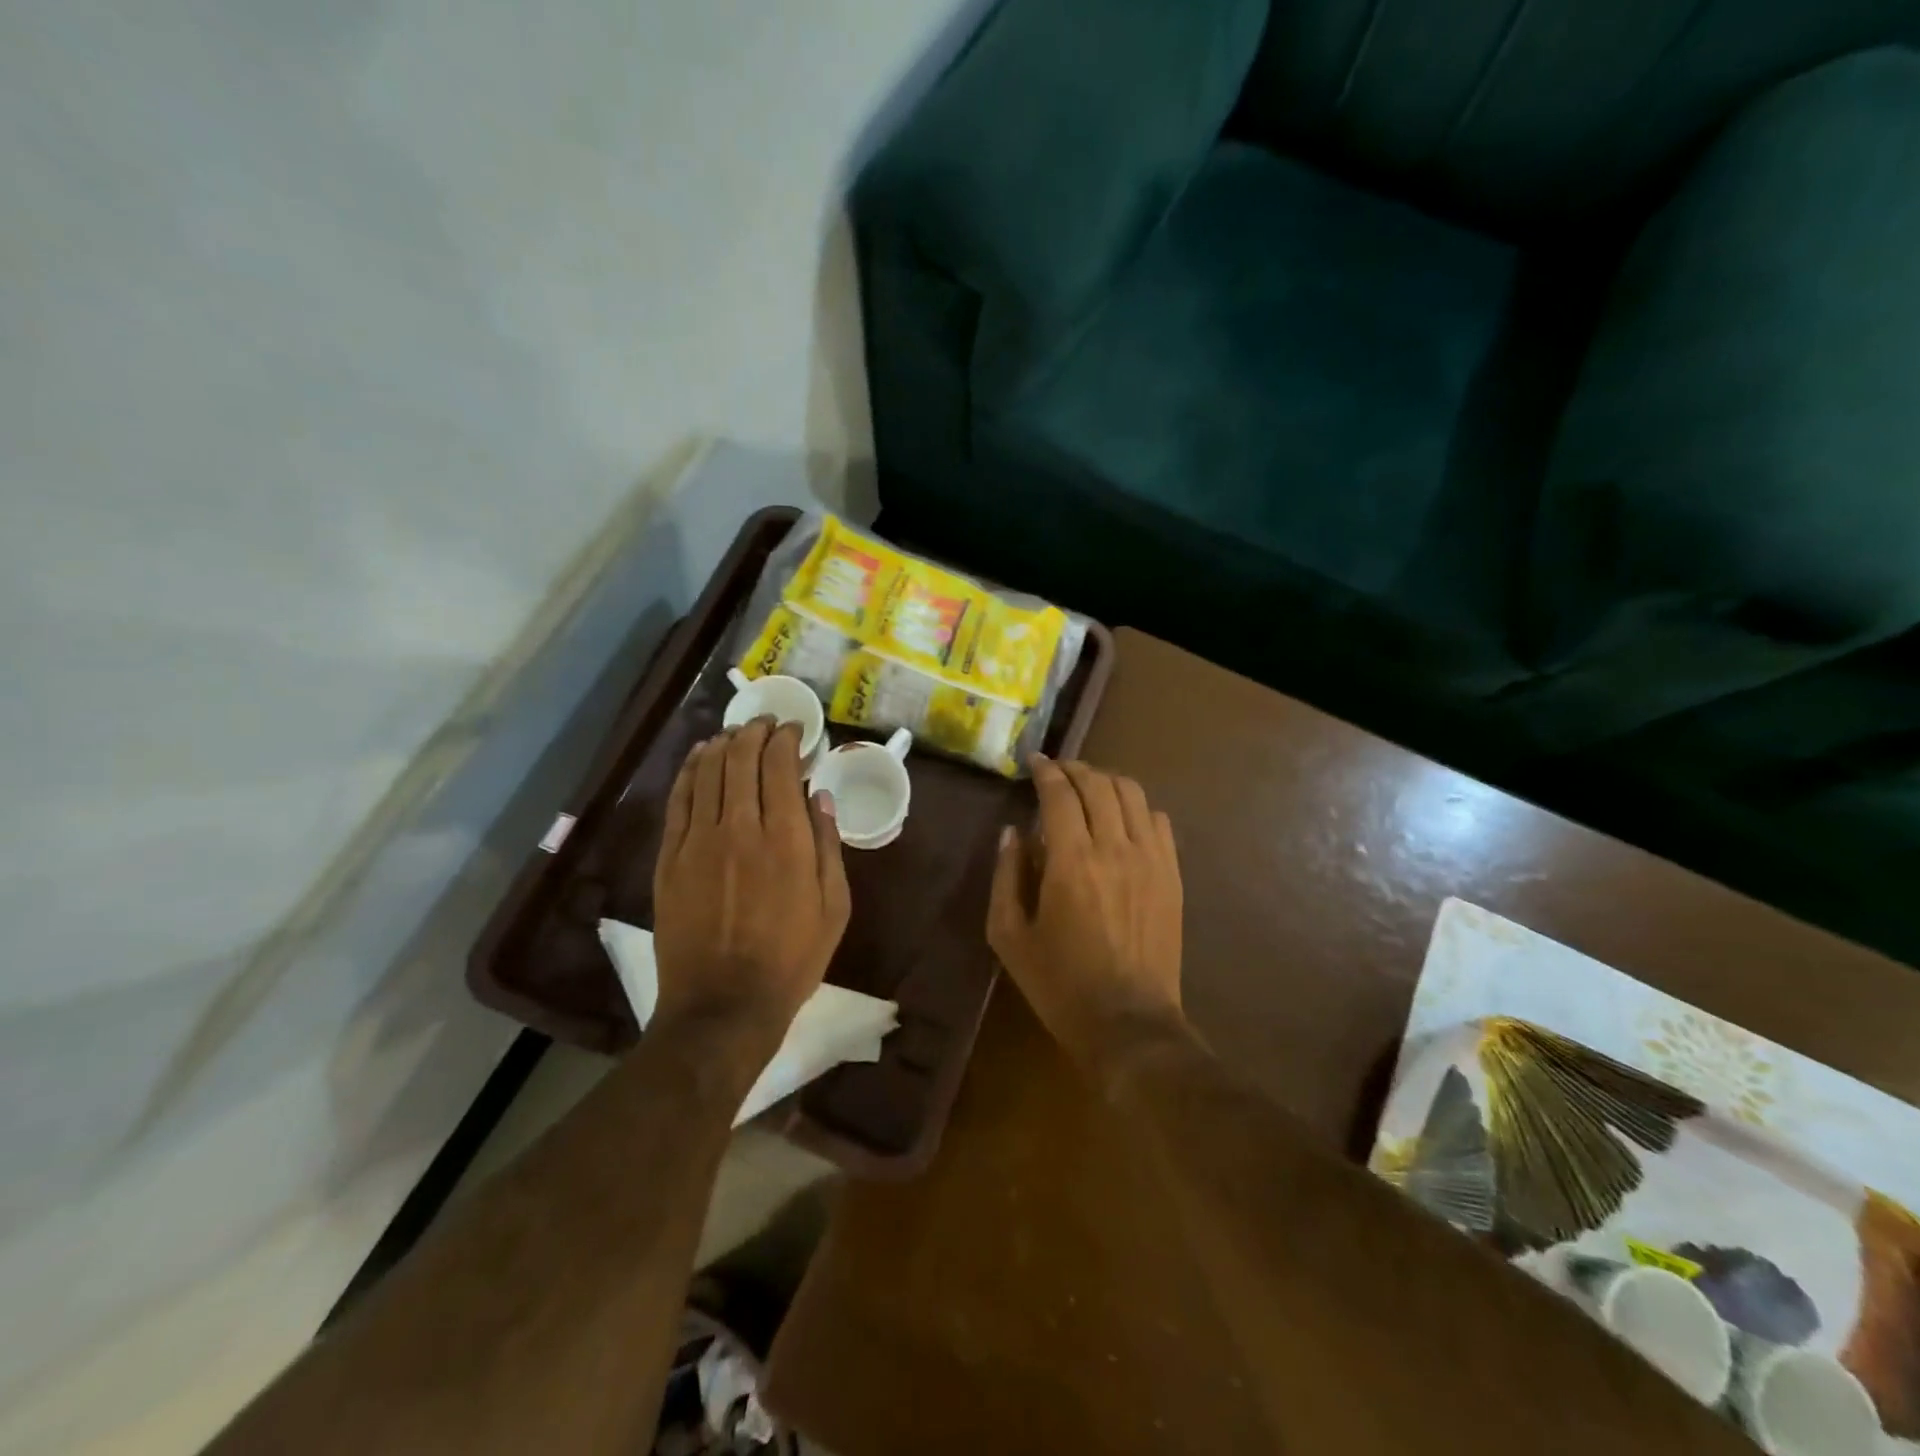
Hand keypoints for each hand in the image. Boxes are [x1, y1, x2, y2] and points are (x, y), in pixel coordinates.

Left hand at [651, 718, 850, 1066]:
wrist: (723, 1006)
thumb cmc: (791, 959)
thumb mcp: (833, 907)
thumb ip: (828, 846)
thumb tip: (819, 796)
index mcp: (786, 839)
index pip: (780, 766)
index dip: (786, 739)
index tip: (795, 731)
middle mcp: (740, 828)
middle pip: (741, 759)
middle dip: (755, 732)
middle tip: (766, 724)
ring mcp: (697, 842)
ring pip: (706, 771)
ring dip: (722, 744)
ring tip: (735, 734)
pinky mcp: (669, 859)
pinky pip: (678, 800)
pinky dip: (689, 770)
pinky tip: (698, 757)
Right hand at [987, 756, 1183, 1065]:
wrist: (1129, 1023)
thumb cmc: (1060, 983)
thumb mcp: (1009, 936)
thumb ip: (1006, 876)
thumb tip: (1012, 832)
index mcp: (1071, 862)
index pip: (1060, 794)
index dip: (1046, 771)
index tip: (1035, 762)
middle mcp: (1115, 848)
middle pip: (1099, 785)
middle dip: (1075, 769)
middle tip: (1058, 771)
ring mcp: (1151, 860)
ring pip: (1133, 795)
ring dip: (1107, 782)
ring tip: (1089, 787)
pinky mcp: (1172, 876)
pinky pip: (1159, 822)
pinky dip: (1138, 808)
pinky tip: (1123, 819)